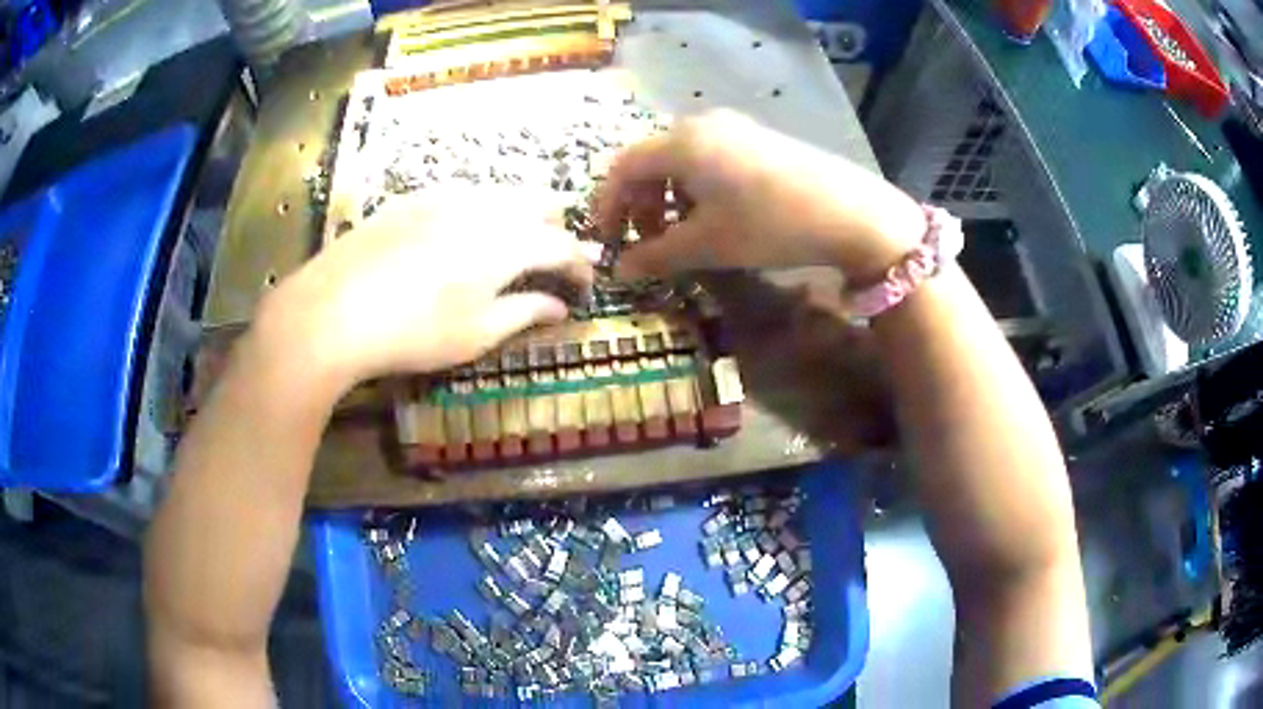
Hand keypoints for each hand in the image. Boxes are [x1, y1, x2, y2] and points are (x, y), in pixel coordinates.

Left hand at [256, 195, 594, 393]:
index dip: (581, 266)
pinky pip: (463, 194)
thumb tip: (559, 306)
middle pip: (538, 204)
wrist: (334, 309)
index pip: (564, 246)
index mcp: (510, 240)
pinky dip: (481, 210)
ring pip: (501, 193)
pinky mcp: (411, 199)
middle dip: (556, 229)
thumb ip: (525, 312)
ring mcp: (444, 195)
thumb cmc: (415, 331)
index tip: (586, 287)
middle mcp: (485, 205)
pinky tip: (465, 231)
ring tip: (516, 243)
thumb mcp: (478, 333)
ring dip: (520, 215)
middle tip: (555, 260)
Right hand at [596, 109, 925, 282]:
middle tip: (649, 242)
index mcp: (680, 143)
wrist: (850, 211)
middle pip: (651, 161)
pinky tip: (715, 215)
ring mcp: (734, 127)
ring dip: (669, 197)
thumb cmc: (769, 224)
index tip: (609, 243)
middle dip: (640, 204)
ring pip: (681, 160)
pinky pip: (710, 157)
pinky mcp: (758, 138)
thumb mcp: (708, 245)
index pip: (622, 168)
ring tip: (682, 233)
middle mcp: (701, 123)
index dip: (608, 206)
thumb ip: (655, 255)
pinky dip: (697, 187)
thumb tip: (620, 270)